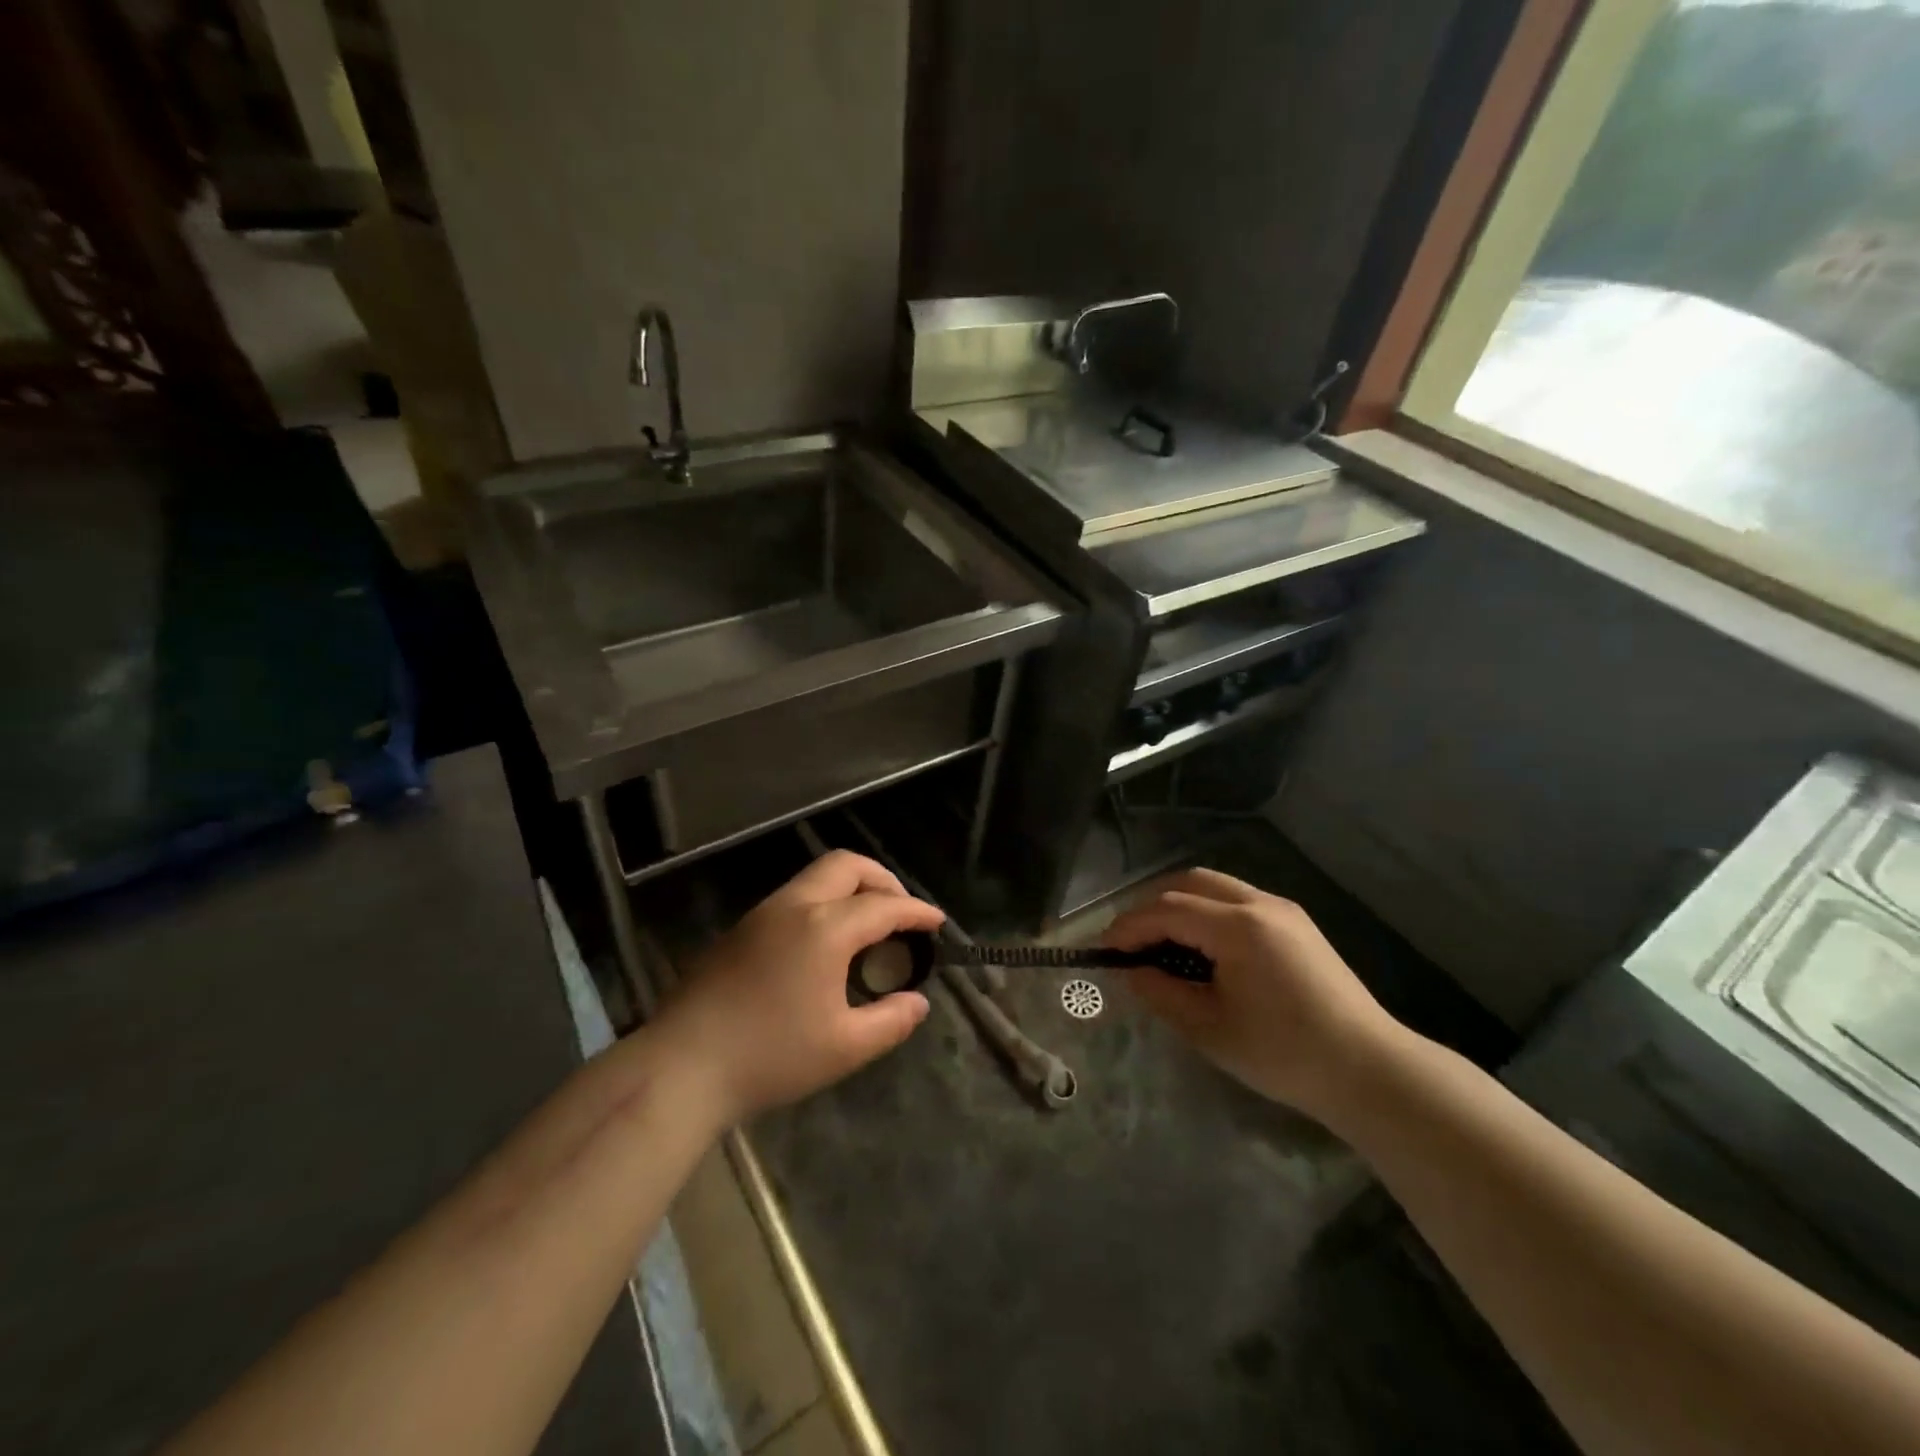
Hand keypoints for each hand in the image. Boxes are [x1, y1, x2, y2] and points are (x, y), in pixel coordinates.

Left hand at [656, 851, 944, 1123]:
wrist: (681, 1067)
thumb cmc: (770, 1056)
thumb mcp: (844, 1048)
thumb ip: (891, 1021)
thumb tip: (918, 1002)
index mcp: (825, 928)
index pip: (884, 906)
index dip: (917, 912)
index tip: (938, 923)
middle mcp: (794, 906)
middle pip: (847, 866)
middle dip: (882, 880)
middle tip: (900, 912)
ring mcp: (762, 914)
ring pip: (816, 877)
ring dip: (850, 888)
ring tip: (867, 927)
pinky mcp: (739, 930)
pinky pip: (794, 897)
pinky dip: (823, 903)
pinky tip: (824, 944)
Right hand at [1103, 868, 1406, 1122]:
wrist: (1369, 1070)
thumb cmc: (1283, 1054)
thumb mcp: (1209, 1028)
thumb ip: (1160, 992)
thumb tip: (1130, 971)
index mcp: (1238, 926)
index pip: (1167, 909)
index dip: (1129, 926)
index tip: (1104, 951)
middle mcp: (1259, 903)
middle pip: (1189, 881)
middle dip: (1152, 906)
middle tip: (1131, 942)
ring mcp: (1282, 909)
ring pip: (1214, 886)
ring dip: (1180, 905)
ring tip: (1162, 944)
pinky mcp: (1295, 923)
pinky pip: (1237, 900)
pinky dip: (1207, 912)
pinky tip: (1202, 948)